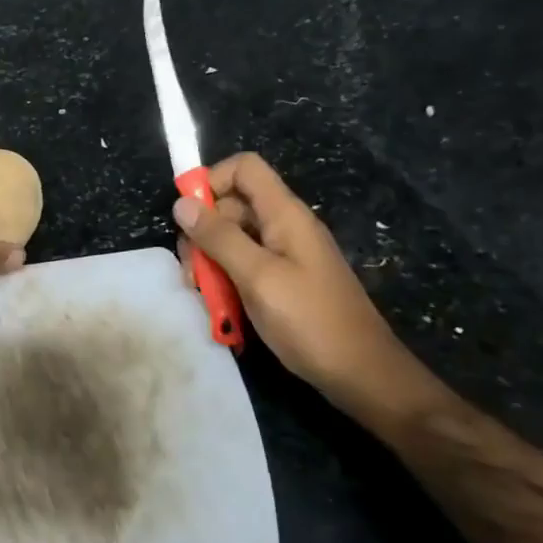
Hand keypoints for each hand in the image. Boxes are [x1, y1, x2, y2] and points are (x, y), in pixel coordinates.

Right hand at [173, 153, 450, 424]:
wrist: (361, 374)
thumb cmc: (310, 321)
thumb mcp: (257, 277)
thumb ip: (219, 238)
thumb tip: (181, 203)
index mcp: (285, 215)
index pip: (244, 168)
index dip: (211, 181)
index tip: (187, 216)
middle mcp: (285, 226)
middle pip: (232, 205)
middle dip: (203, 232)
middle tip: (193, 271)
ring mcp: (286, 254)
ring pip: (234, 238)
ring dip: (211, 262)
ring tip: (206, 295)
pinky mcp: (284, 280)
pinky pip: (245, 265)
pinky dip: (228, 280)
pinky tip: (223, 308)